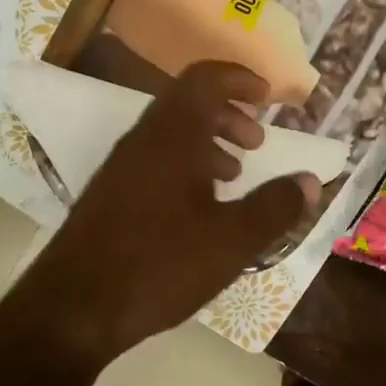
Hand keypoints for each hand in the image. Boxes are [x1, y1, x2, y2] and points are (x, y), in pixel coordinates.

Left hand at [12, 62, 318, 363]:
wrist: (74, 306)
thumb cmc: (160, 264)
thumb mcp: (232, 241)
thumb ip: (275, 207)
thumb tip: (311, 181)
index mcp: (173, 136)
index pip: (205, 78)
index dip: (239, 79)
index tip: (268, 98)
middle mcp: (144, 140)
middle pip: (188, 102)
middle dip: (229, 114)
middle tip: (257, 141)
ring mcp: (121, 166)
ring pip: (171, 133)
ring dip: (208, 142)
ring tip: (234, 175)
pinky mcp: (110, 192)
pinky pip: (155, 158)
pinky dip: (185, 165)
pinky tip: (199, 208)